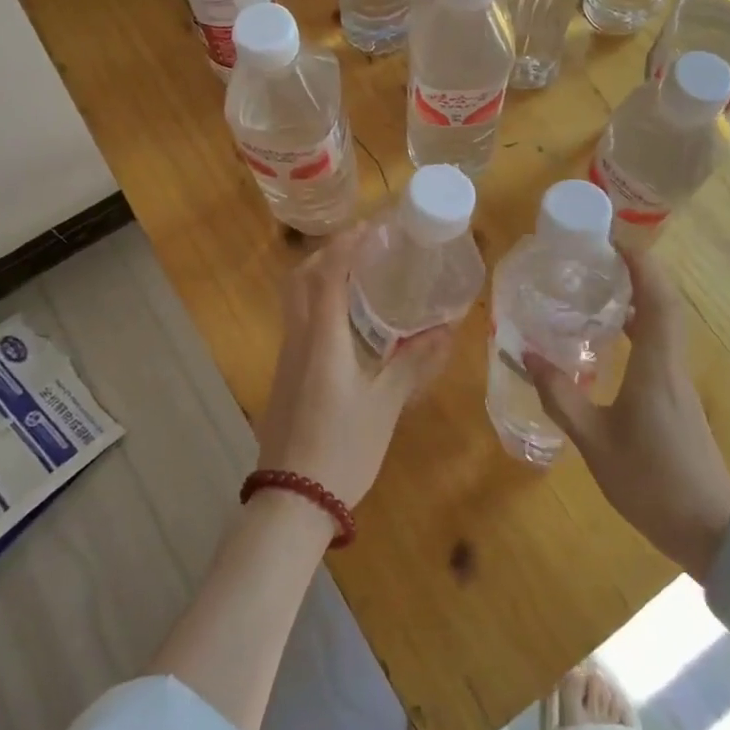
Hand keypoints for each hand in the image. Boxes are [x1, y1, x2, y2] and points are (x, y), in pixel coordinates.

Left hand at [256, 228, 454, 509]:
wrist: (291, 501)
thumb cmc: (342, 449)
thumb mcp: (385, 406)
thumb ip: (412, 363)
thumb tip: (444, 331)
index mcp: (322, 339)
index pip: (328, 274)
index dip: (347, 245)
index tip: (371, 227)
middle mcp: (297, 340)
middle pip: (300, 279)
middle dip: (327, 254)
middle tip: (362, 248)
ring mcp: (286, 359)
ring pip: (295, 301)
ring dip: (320, 278)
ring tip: (360, 278)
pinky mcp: (285, 377)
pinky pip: (299, 324)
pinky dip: (319, 306)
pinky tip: (347, 323)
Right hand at [526, 247, 729, 580]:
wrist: (711, 531)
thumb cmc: (651, 482)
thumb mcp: (594, 442)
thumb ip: (561, 398)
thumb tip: (527, 355)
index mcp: (657, 366)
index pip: (657, 298)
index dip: (641, 264)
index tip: (614, 241)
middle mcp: (673, 364)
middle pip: (665, 304)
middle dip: (639, 273)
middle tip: (601, 259)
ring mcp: (680, 382)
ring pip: (666, 325)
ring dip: (641, 299)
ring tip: (602, 290)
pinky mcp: (679, 399)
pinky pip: (662, 346)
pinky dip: (642, 328)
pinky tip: (615, 342)